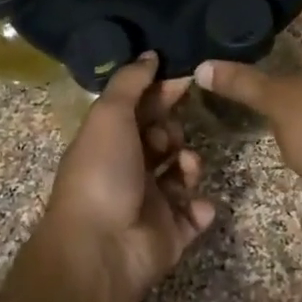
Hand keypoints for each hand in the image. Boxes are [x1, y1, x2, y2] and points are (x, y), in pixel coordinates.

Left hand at [40, 53, 216, 301]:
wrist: (102, 247)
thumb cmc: (103, 172)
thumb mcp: (110, 115)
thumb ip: (130, 82)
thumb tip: (150, 55)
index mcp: (109, 141)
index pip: (140, 109)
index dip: (162, 93)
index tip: (187, 79)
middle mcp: (128, 169)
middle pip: (163, 139)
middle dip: (172, 132)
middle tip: (167, 139)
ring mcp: (150, 203)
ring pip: (182, 173)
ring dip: (189, 165)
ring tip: (184, 171)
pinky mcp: (170, 233)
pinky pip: (195, 214)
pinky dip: (200, 207)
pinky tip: (195, 205)